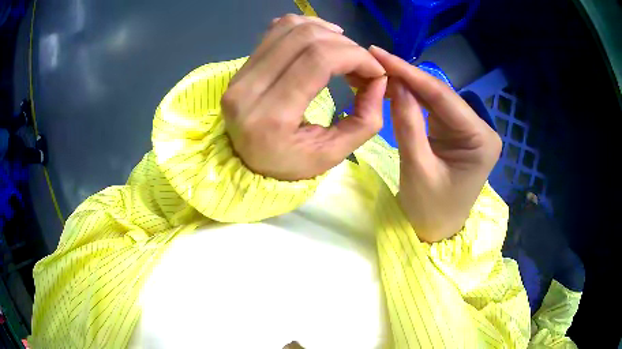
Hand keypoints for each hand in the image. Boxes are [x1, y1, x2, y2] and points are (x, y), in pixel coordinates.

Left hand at [222, 14, 386, 180]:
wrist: (247, 164)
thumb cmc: (289, 164)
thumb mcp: (332, 154)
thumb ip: (364, 120)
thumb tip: (380, 80)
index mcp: (271, 117)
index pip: (318, 60)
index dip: (355, 56)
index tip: (375, 69)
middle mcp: (249, 90)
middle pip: (305, 38)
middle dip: (345, 45)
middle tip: (362, 62)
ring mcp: (240, 75)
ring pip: (289, 27)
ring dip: (326, 31)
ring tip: (344, 49)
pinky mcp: (240, 68)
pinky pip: (274, 31)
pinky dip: (304, 27)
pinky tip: (320, 39)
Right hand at [369, 46, 501, 241]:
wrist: (437, 231)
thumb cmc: (430, 210)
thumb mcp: (418, 169)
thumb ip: (407, 124)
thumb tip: (396, 84)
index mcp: (481, 140)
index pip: (443, 98)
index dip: (410, 74)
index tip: (380, 54)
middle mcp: (480, 129)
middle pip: (441, 95)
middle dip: (408, 77)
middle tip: (375, 60)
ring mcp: (469, 129)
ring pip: (436, 99)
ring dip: (408, 85)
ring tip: (379, 71)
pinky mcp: (456, 132)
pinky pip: (433, 110)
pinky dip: (412, 99)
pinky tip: (394, 88)